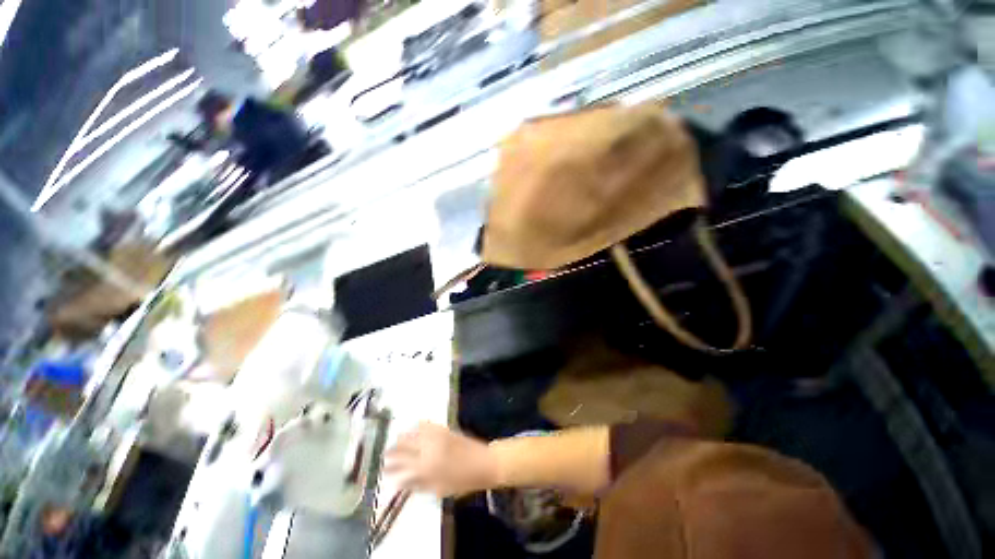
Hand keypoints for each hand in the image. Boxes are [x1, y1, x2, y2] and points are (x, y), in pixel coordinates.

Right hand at [384, 422, 498, 497]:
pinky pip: (428, 425)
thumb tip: (401, 483)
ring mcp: (437, 437)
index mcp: (426, 467)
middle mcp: (428, 449)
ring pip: (414, 434)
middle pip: (405, 447)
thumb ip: (419, 485)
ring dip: (403, 437)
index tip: (383, 469)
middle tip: (385, 454)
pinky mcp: (444, 429)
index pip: (402, 466)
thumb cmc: (462, 481)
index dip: (392, 468)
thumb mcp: (439, 489)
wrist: (483, 463)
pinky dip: (418, 426)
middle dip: (394, 450)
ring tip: (396, 440)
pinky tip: (414, 426)